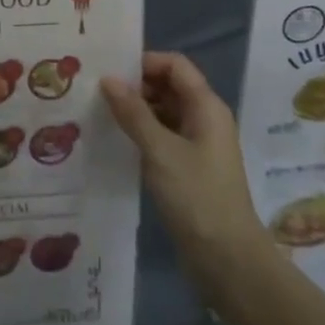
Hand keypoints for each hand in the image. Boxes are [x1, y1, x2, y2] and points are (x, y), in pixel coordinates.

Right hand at [102, 52, 266, 299]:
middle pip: (168, 86)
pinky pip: (162, 137)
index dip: (144, 62)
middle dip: (135, 85)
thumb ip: (133, 112)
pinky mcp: (189, 169)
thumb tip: (107, 78)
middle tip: (96, 91)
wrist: (228, 262)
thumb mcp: (160, 151)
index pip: (175, 65)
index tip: (110, 71)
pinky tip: (115, 141)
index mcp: (206, 107)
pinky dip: (141, 133)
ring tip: (99, 113)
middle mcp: (205, 119)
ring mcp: (198, 145)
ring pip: (163, 112)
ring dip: (136, 110)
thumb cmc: (197, 198)